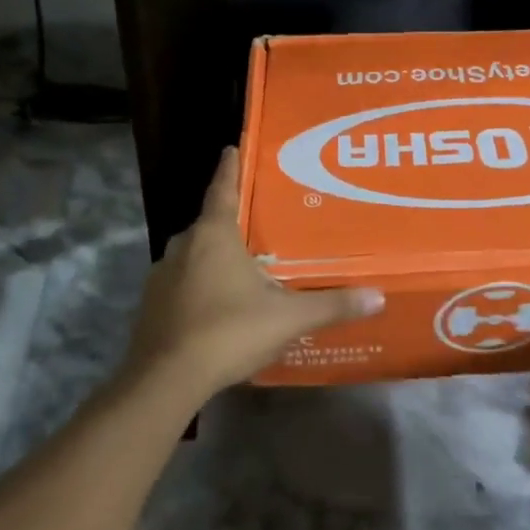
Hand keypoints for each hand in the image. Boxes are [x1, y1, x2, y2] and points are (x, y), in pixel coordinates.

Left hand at [122, 147, 385, 397]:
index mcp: (214, 235)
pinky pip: (180, 283)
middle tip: (255, 224)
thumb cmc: (228, 331)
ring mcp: (162, 276)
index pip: (223, 189)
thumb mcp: (287, 318)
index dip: (230, 168)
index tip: (232, 148)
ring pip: (192, 255)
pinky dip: (197, 286)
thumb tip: (378, 296)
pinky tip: (215, 306)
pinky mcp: (150, 306)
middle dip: (229, 221)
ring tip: (239, 267)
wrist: (163, 381)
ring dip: (211, 256)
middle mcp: (183, 246)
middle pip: (208, 223)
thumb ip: (331, 305)